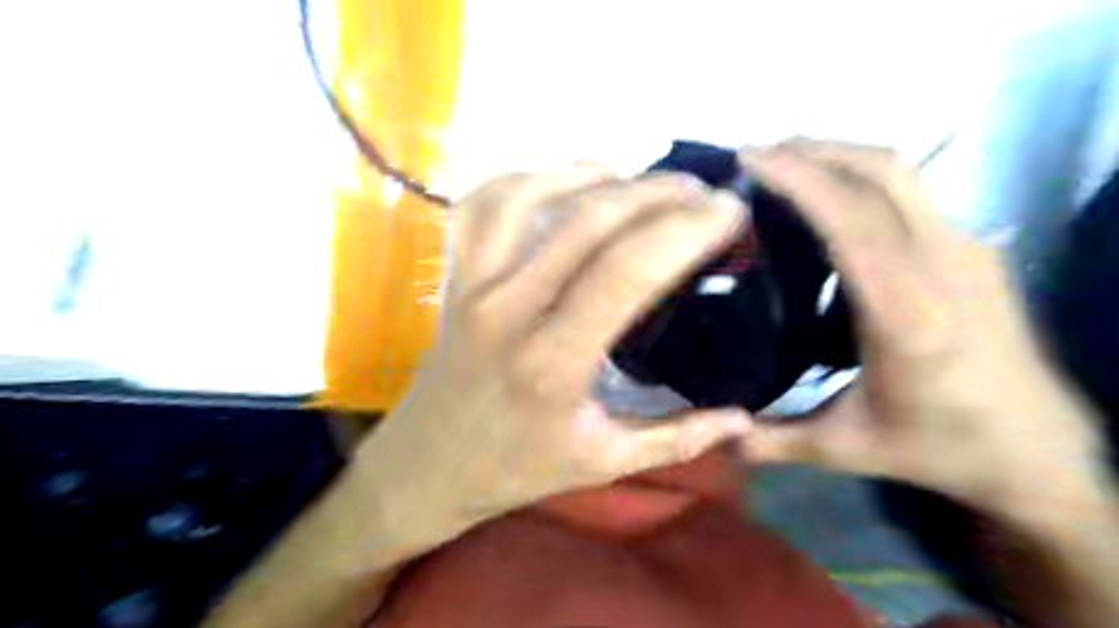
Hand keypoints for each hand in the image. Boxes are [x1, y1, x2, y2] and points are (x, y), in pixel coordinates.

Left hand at [363, 166, 751, 524]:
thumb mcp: (602, 464)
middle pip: (588, 223)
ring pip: (529, 197)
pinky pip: (482, 204)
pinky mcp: (453, 275)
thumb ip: (676, 439)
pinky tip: (568, 178)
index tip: (729, 212)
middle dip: (656, 194)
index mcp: (553, 364)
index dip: (684, 231)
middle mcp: (507, 311)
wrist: (428, 464)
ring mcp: (472, 285)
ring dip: (593, 176)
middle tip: (702, 190)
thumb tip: (743, 415)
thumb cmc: (515, 468)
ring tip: (641, 178)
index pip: (626, 273)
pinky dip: (527, 177)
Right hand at [735, 141, 1109, 514]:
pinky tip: (828, 200)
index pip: (851, 221)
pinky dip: (860, 177)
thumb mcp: (846, 449)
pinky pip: (909, 191)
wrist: (1039, 447)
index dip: (799, 179)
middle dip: (814, 150)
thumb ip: (772, 441)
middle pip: (881, 173)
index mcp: (907, 315)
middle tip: (756, 155)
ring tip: (784, 165)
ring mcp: (965, 248)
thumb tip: (712, 435)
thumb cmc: (940, 445)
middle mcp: (943, 266)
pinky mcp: (971, 247)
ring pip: (899, 173)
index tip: (749, 159)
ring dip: (838, 156)